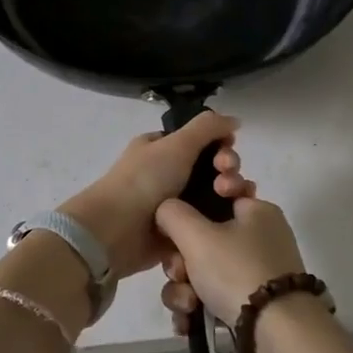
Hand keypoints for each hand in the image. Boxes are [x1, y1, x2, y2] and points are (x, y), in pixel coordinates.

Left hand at [61, 113, 251, 282]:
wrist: (117, 231)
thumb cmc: (145, 181)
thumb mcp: (177, 144)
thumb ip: (208, 127)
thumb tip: (234, 120)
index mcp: (163, 148)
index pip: (202, 142)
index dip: (221, 145)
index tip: (228, 151)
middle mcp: (168, 174)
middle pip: (212, 168)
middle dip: (228, 171)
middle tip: (227, 180)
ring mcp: (175, 204)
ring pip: (215, 196)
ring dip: (231, 194)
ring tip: (231, 200)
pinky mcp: (181, 232)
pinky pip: (209, 223)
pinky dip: (223, 221)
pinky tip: (235, 222)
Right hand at [155, 171, 307, 331]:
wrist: (277, 334)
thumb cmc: (237, 271)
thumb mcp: (197, 235)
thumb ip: (172, 214)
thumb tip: (165, 211)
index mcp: (257, 212)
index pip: (217, 195)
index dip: (191, 208)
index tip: (178, 227)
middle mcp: (260, 239)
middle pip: (203, 240)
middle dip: (180, 262)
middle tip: (180, 274)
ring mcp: (257, 275)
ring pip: (204, 273)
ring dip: (184, 290)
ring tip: (187, 306)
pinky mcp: (253, 307)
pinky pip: (214, 299)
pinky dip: (197, 310)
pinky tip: (188, 322)